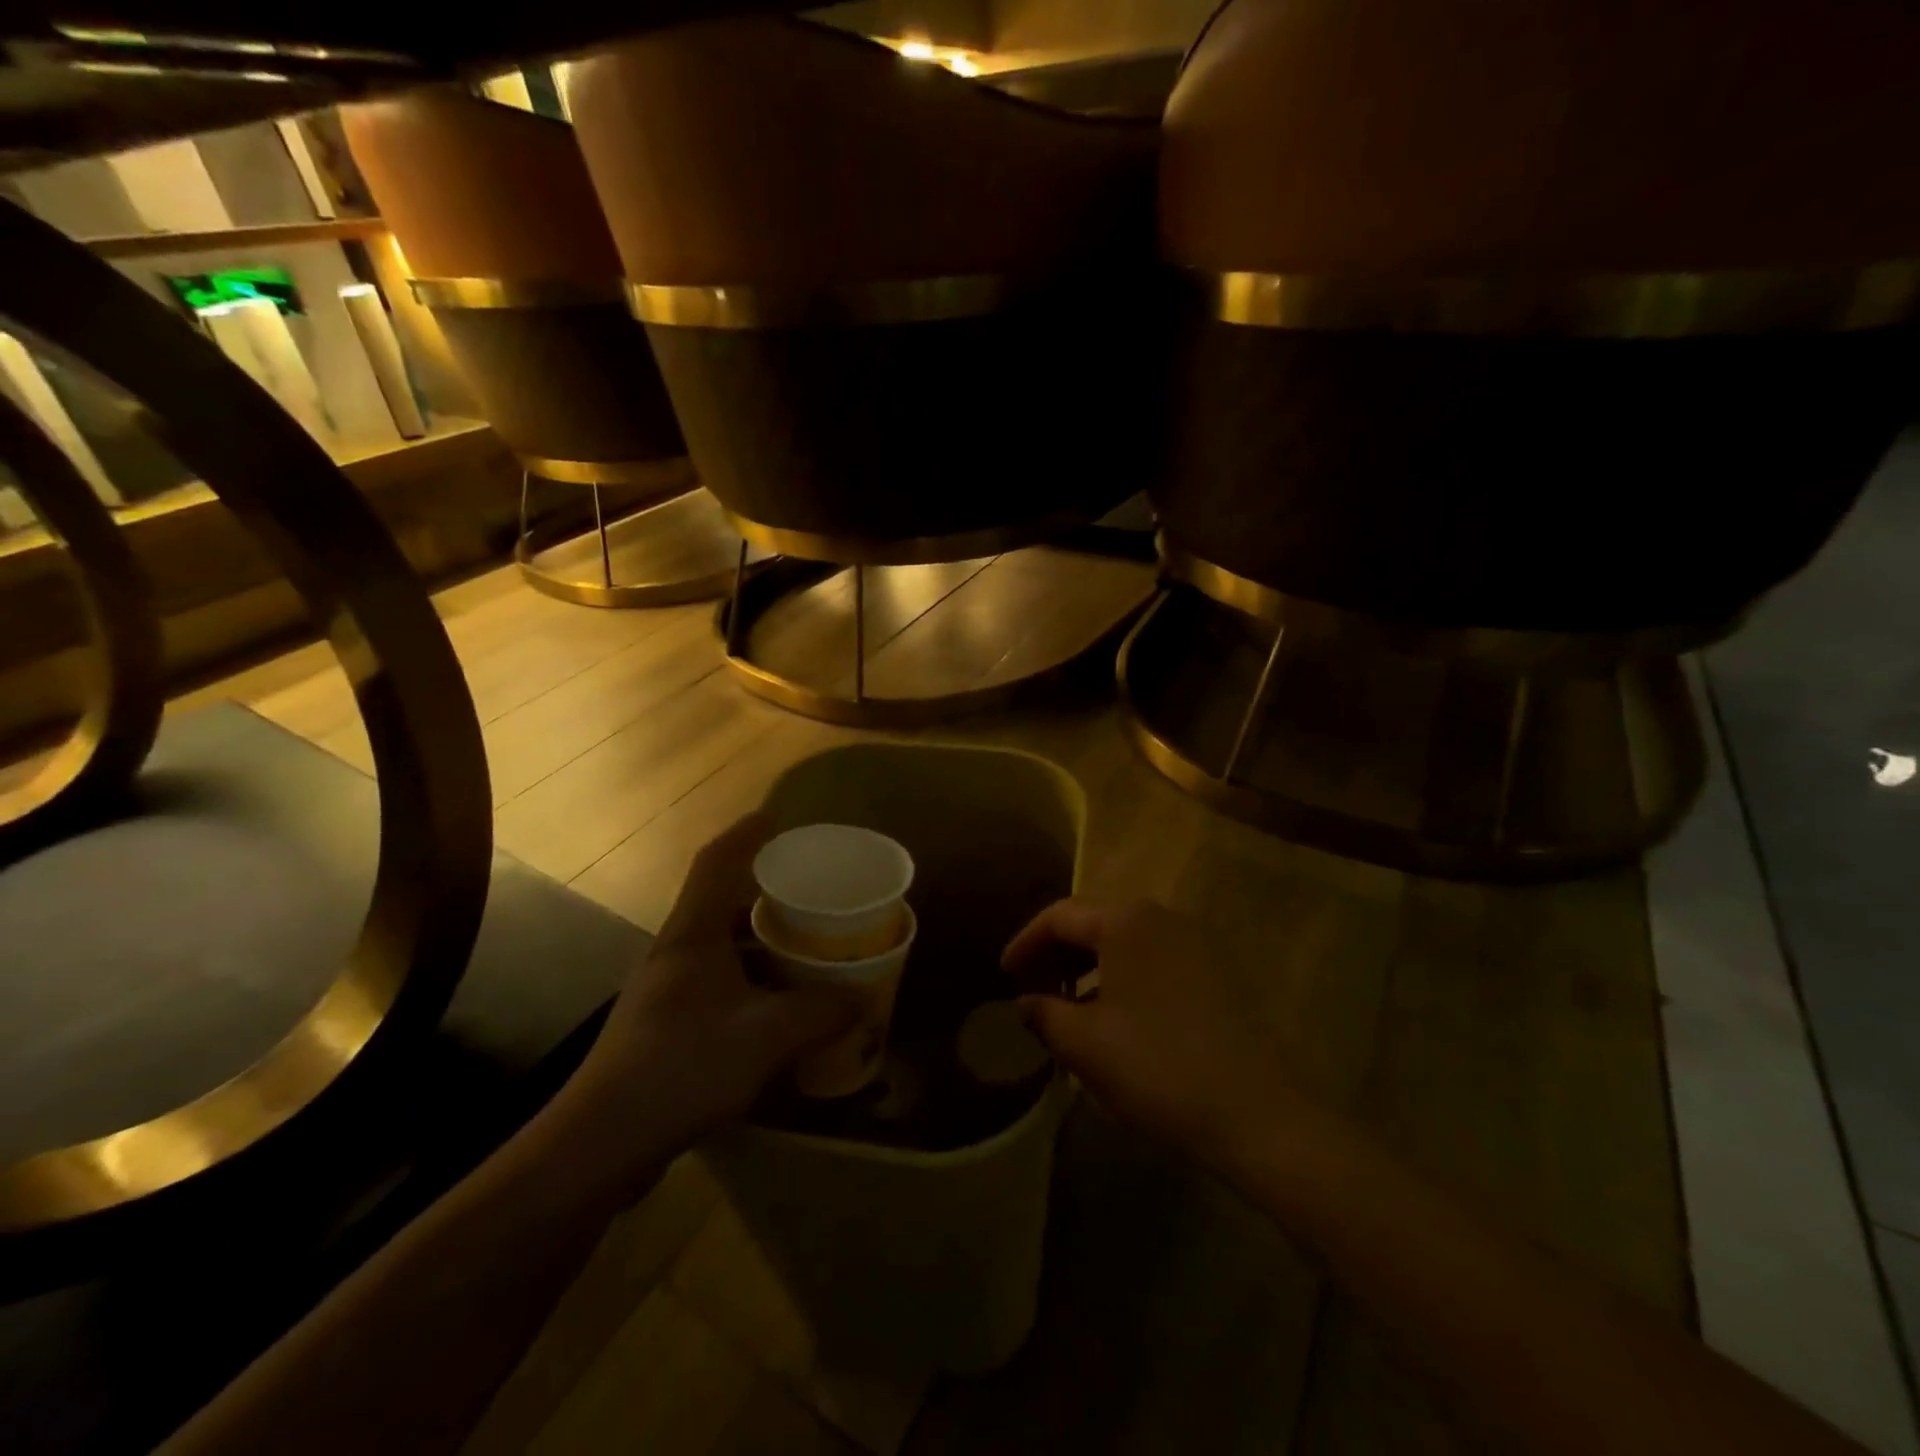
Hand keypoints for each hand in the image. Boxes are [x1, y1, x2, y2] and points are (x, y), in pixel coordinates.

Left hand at [564, 814, 855, 1160]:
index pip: (716, 863)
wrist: (601, 1142)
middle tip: (810, 893)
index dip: (746, 834)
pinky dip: (750, 981)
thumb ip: (821, 1012)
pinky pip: (717, 983)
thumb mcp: (768, 1036)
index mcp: (694, 935)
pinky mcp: (664, 1025)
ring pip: (720, 946)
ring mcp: (666, 990)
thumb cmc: (685, 1066)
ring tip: (804, 947)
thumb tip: (863, 999)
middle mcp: (676, 952)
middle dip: (765, 893)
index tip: (776, 818)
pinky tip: (778, 1007)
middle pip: (721, 903)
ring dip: (759, 942)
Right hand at [1002, 898, 1305, 1167]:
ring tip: (1070, 1006)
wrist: (1258, 1115)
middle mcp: (1161, 916)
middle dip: (1057, 953)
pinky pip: (1154, 957)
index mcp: (1125, 922)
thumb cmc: (1158, 1070)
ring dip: (1090, 966)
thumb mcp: (1085, 1045)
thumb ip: (1044, 1014)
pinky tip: (1116, 1016)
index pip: (1059, 917)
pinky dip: (1124, 975)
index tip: (1005, 976)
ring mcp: (1195, 941)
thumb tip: (1027, 1002)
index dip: (1025, 943)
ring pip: (1125, 940)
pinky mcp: (1218, 969)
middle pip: (1093, 921)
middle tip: (1033, 990)